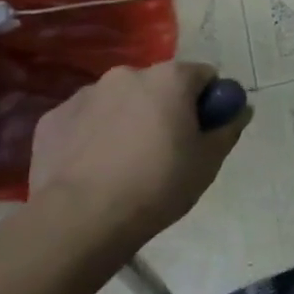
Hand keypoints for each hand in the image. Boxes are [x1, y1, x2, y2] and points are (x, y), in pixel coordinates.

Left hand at [28, 62, 248, 254]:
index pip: (204, 76)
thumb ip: (229, 127)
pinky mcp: (52, 118)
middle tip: (168, 149)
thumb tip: (240, 109)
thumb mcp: (210, 160)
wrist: (81, 219)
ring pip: (121, 101)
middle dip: (166, 107)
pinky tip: (95, 167)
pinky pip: (86, 119)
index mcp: (170, 78)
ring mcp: (85, 94)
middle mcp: (127, 75)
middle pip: (159, 85)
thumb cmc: (158, 184)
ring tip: (127, 162)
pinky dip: (95, 134)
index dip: (209, 102)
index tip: (204, 130)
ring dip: (130, 118)